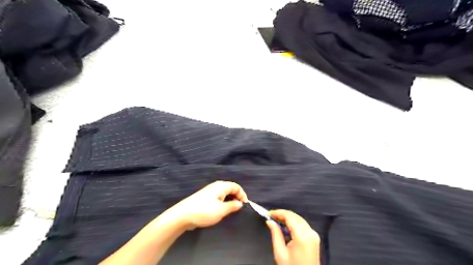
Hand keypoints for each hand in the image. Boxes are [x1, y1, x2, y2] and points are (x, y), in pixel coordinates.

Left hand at [165, 181, 248, 230]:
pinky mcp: (204, 197)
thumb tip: (240, 203)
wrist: (183, 215)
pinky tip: (221, 210)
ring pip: (224, 193)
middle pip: (230, 188)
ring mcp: (209, 191)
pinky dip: (223, 202)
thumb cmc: (204, 211)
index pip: (236, 186)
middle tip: (239, 208)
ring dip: (230, 200)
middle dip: (236, 197)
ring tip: (231, 210)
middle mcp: (216, 186)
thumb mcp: (221, 210)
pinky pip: (218, 197)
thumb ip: (233, 206)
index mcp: (221, 186)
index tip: (245, 205)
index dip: (242, 195)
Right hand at [266, 210, 321, 263]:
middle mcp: (310, 233)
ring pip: (299, 219)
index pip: (289, 216)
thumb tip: (270, 222)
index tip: (269, 213)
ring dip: (287, 218)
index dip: (278, 212)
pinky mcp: (314, 238)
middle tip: (271, 217)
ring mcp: (314, 235)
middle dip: (282, 214)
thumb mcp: (280, 253)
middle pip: (295, 216)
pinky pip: (302, 224)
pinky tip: (285, 227)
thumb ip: (275, 234)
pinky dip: (293, 223)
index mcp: (302, 236)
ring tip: (276, 221)